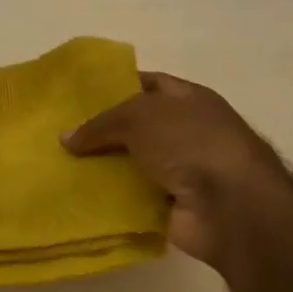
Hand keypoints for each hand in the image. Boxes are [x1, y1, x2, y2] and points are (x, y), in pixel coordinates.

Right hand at [62, 72, 289, 271]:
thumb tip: (66, 138)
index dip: (116, 87)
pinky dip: (111, 198)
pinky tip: (78, 196)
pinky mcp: (172, 206)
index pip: (149, 84)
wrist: (231, 206)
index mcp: (190, 100)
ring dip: (103, 168)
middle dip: (103, 132)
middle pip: (137, 127)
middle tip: (62, 135)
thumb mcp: (139, 117)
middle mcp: (188, 132)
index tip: (80, 96)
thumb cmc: (191, 144)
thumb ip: (100, 124)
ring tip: (61, 166)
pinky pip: (133, 198)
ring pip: (132, 164)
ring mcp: (182, 171)